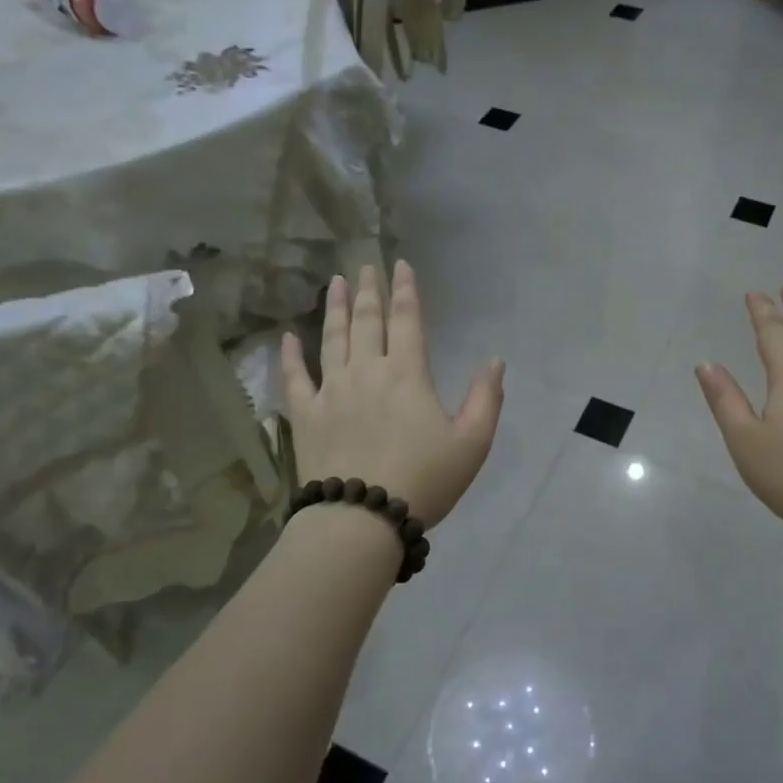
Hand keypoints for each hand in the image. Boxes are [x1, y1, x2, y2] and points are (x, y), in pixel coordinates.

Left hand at [281, 261, 504, 528]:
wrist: (363, 518)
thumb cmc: (424, 480)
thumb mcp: (472, 443)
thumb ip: (486, 398)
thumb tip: (495, 360)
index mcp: (407, 373)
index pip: (407, 319)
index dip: (405, 289)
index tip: (400, 265)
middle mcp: (366, 370)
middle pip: (366, 321)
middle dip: (368, 290)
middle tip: (364, 266)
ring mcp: (331, 390)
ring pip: (332, 338)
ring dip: (333, 308)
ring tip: (333, 283)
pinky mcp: (306, 414)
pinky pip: (295, 377)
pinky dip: (290, 355)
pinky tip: (287, 337)